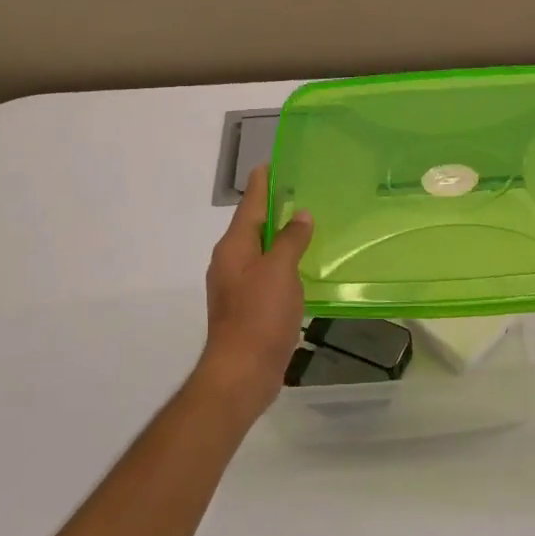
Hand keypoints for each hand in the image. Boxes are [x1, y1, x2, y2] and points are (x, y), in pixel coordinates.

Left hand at [198, 165, 314, 417]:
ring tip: (304, 225)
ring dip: (278, 238)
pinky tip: (300, 267)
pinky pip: (266, 274)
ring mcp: (237, 286)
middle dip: (272, 209)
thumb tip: (300, 215)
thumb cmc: (259, 316)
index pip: (249, 205)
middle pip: (252, 227)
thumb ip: (290, 240)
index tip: (271, 164)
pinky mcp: (248, 308)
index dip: (261, 184)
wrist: (242, 371)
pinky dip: (282, 264)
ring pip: (260, 252)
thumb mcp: (280, 271)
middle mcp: (230, 262)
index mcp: (234, 247)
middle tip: (297, 192)